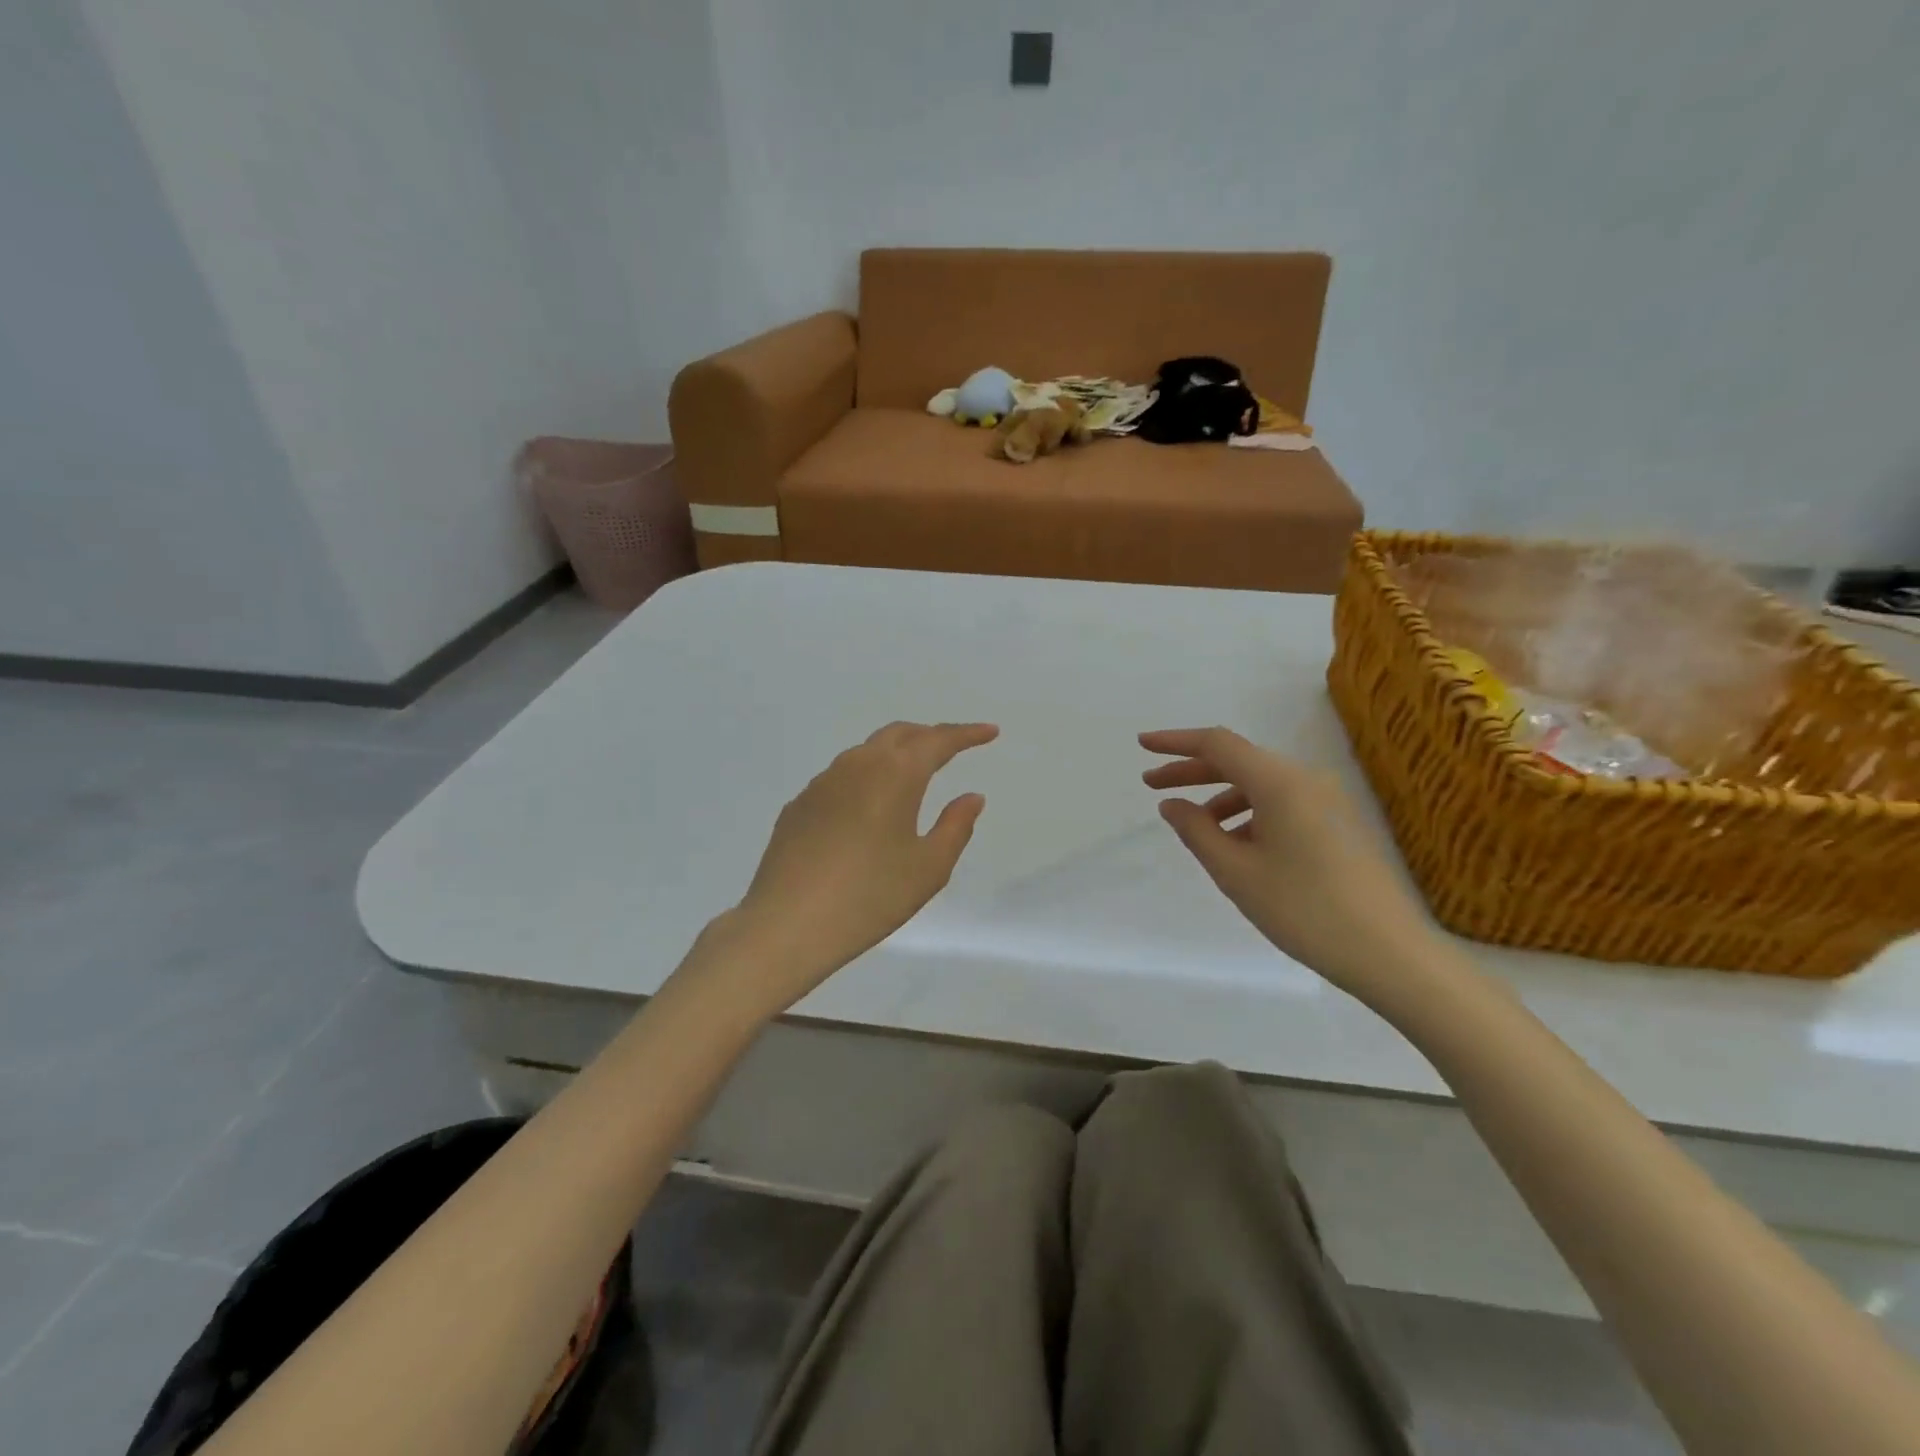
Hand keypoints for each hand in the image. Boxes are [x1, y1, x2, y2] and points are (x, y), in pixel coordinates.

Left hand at [684, 722, 998, 1020]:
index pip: (938, 740)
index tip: (989, 732)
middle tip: (952, 748)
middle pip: (899, 734)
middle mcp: (857, 765)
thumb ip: (955, 826)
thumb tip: (971, 796)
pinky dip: (865, 779)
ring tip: (911, 776)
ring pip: (866, 752)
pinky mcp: (798, 805)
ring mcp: (821, 783)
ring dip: (894, 755)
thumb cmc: (869, 896)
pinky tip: (866, 809)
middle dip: (929, 736)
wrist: (787, 924)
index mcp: (895, 774)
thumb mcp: (928, 868)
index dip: (967, 734)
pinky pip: (840, 778)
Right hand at [1140, 728, 1436, 1001]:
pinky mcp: (1338, 822)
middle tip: (1153, 785)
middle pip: (1239, 761)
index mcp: (1280, 782)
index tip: (1142, 746)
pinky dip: (1250, 813)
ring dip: (1221, 796)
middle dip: (1193, 771)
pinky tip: (1237, 846)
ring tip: (1194, 827)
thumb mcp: (1236, 872)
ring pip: (1261, 784)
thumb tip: (1171, 804)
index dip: (1176, 742)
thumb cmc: (1304, 909)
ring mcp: (1327, 800)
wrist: (1390, 953)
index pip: (1218, 744)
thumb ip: (1197, 831)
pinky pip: (1282, 802)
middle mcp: (1306, 779)